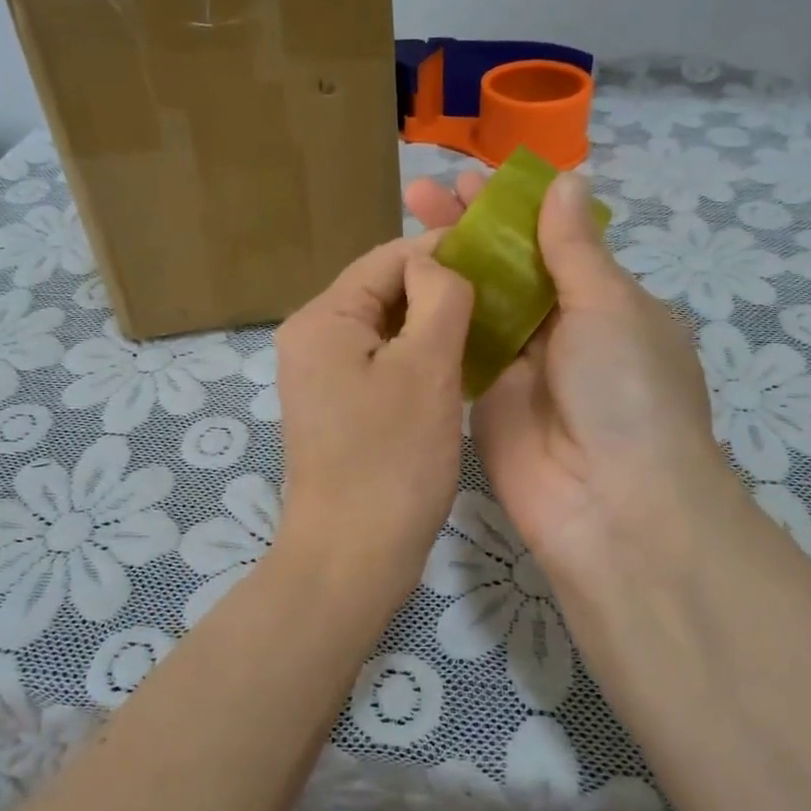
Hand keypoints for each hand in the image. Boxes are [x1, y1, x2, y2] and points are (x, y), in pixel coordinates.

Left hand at [273, 234, 473, 603]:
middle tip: (499, 299)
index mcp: (322, 318)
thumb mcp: (426, 368)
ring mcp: (321, 376)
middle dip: (438, 291)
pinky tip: (457, 367)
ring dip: (432, 326)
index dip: (443, 254)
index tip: (498, 261)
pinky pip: (382, 363)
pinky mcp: (338, 407)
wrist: (351, 557)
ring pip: (386, 329)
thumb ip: (438, 298)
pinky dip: (417, 359)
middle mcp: (311, 338)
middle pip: (383, 291)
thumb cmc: (392, 461)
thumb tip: (438, 263)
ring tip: (486, 329)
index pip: (387, 258)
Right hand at [404, 170, 741, 622]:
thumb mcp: (608, 305)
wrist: (611, 505)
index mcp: (603, 300)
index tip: (468, 177)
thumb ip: (574, 247)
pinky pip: (458, 350)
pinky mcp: (485, 400)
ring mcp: (520, 366)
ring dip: (446, 267)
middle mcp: (561, 329)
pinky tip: (402, 285)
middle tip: (419, 194)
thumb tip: (566, 178)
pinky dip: (435, 318)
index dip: (511, 206)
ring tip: (403, 227)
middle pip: (508, 267)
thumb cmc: (625, 391)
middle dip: (468, 229)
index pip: (551, 239)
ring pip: (478, 305)